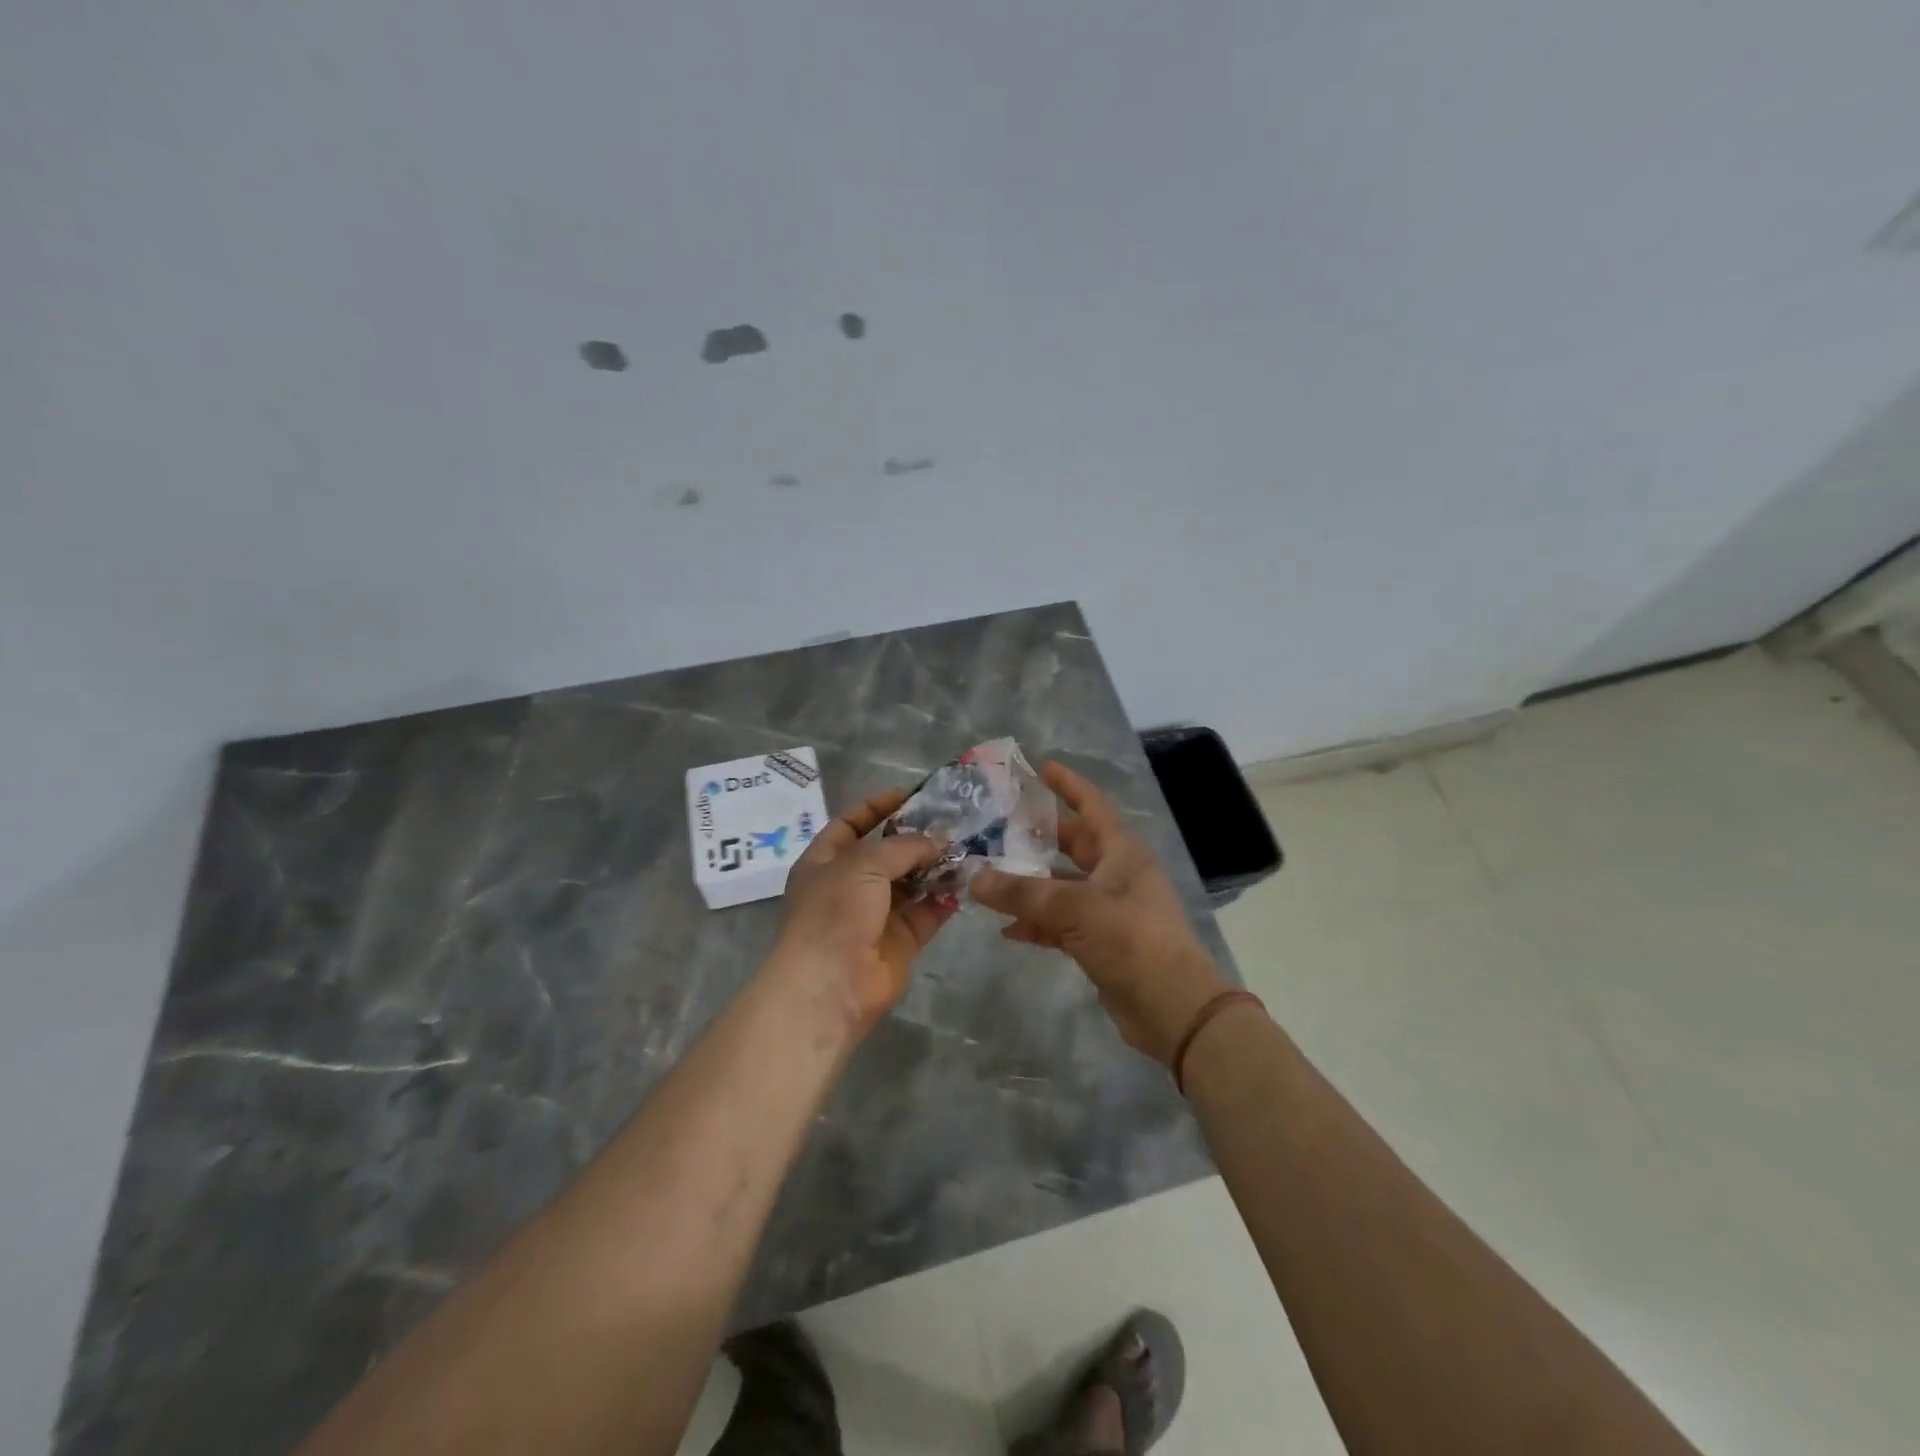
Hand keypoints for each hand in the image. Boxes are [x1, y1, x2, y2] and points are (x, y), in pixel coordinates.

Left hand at [771, 788, 955, 1031]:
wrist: (831, 984)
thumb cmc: (835, 911)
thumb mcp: (865, 863)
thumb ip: (905, 846)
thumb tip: (940, 841)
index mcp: (825, 862)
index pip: (851, 824)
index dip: (877, 807)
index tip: (911, 795)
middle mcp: (849, 886)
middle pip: (886, 854)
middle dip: (916, 838)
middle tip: (953, 822)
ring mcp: (875, 915)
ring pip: (911, 883)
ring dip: (936, 866)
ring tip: (967, 847)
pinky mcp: (900, 941)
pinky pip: (927, 912)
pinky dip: (946, 897)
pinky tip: (968, 880)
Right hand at [970, 761, 1229, 1064]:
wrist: (1172, 1007)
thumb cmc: (1131, 939)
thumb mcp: (1074, 908)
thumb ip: (1022, 893)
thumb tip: (975, 878)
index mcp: (1121, 852)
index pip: (1092, 806)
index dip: (1069, 785)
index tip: (1043, 767)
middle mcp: (1116, 874)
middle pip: (1073, 845)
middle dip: (1039, 836)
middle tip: (1000, 825)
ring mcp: (1109, 910)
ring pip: (1062, 887)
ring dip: (1030, 885)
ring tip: (990, 878)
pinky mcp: (1101, 942)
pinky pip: (1061, 923)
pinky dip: (1036, 923)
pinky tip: (1006, 929)